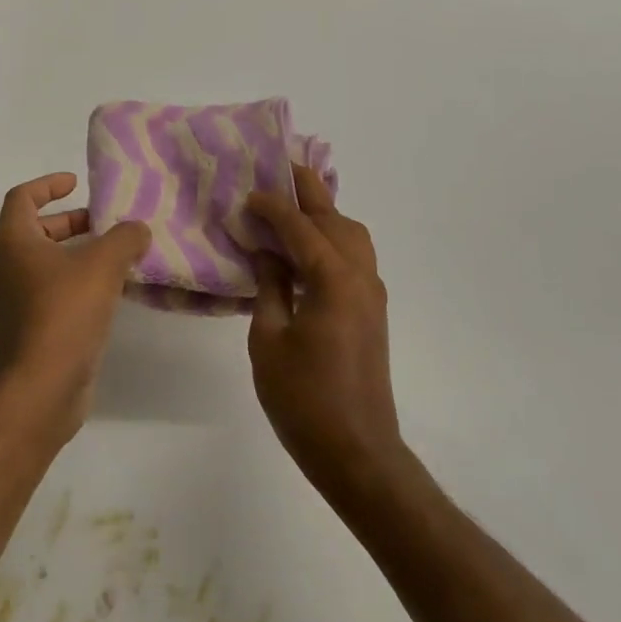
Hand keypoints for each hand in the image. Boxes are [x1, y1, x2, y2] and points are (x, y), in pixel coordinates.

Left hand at [0, 173, 151, 437]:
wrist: (41, 389)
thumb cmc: (64, 314)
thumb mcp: (102, 265)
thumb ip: (124, 238)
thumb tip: (137, 229)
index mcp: (15, 242)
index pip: (22, 197)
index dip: (48, 184)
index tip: (76, 183)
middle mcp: (11, 267)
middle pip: (37, 229)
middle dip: (71, 220)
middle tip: (105, 221)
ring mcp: (20, 300)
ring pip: (49, 262)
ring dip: (80, 252)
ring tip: (119, 253)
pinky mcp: (35, 327)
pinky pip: (57, 290)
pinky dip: (81, 281)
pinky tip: (114, 290)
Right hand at [246, 166, 408, 501]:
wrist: (357, 452)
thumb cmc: (303, 399)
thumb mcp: (269, 340)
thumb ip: (269, 286)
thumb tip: (266, 251)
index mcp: (333, 279)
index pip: (300, 226)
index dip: (272, 205)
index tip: (248, 193)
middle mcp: (360, 276)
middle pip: (335, 218)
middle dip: (308, 191)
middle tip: (280, 169)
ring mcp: (371, 293)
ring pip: (352, 234)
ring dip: (324, 213)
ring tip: (291, 205)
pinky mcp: (372, 310)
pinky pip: (354, 256)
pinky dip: (332, 238)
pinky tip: (306, 247)